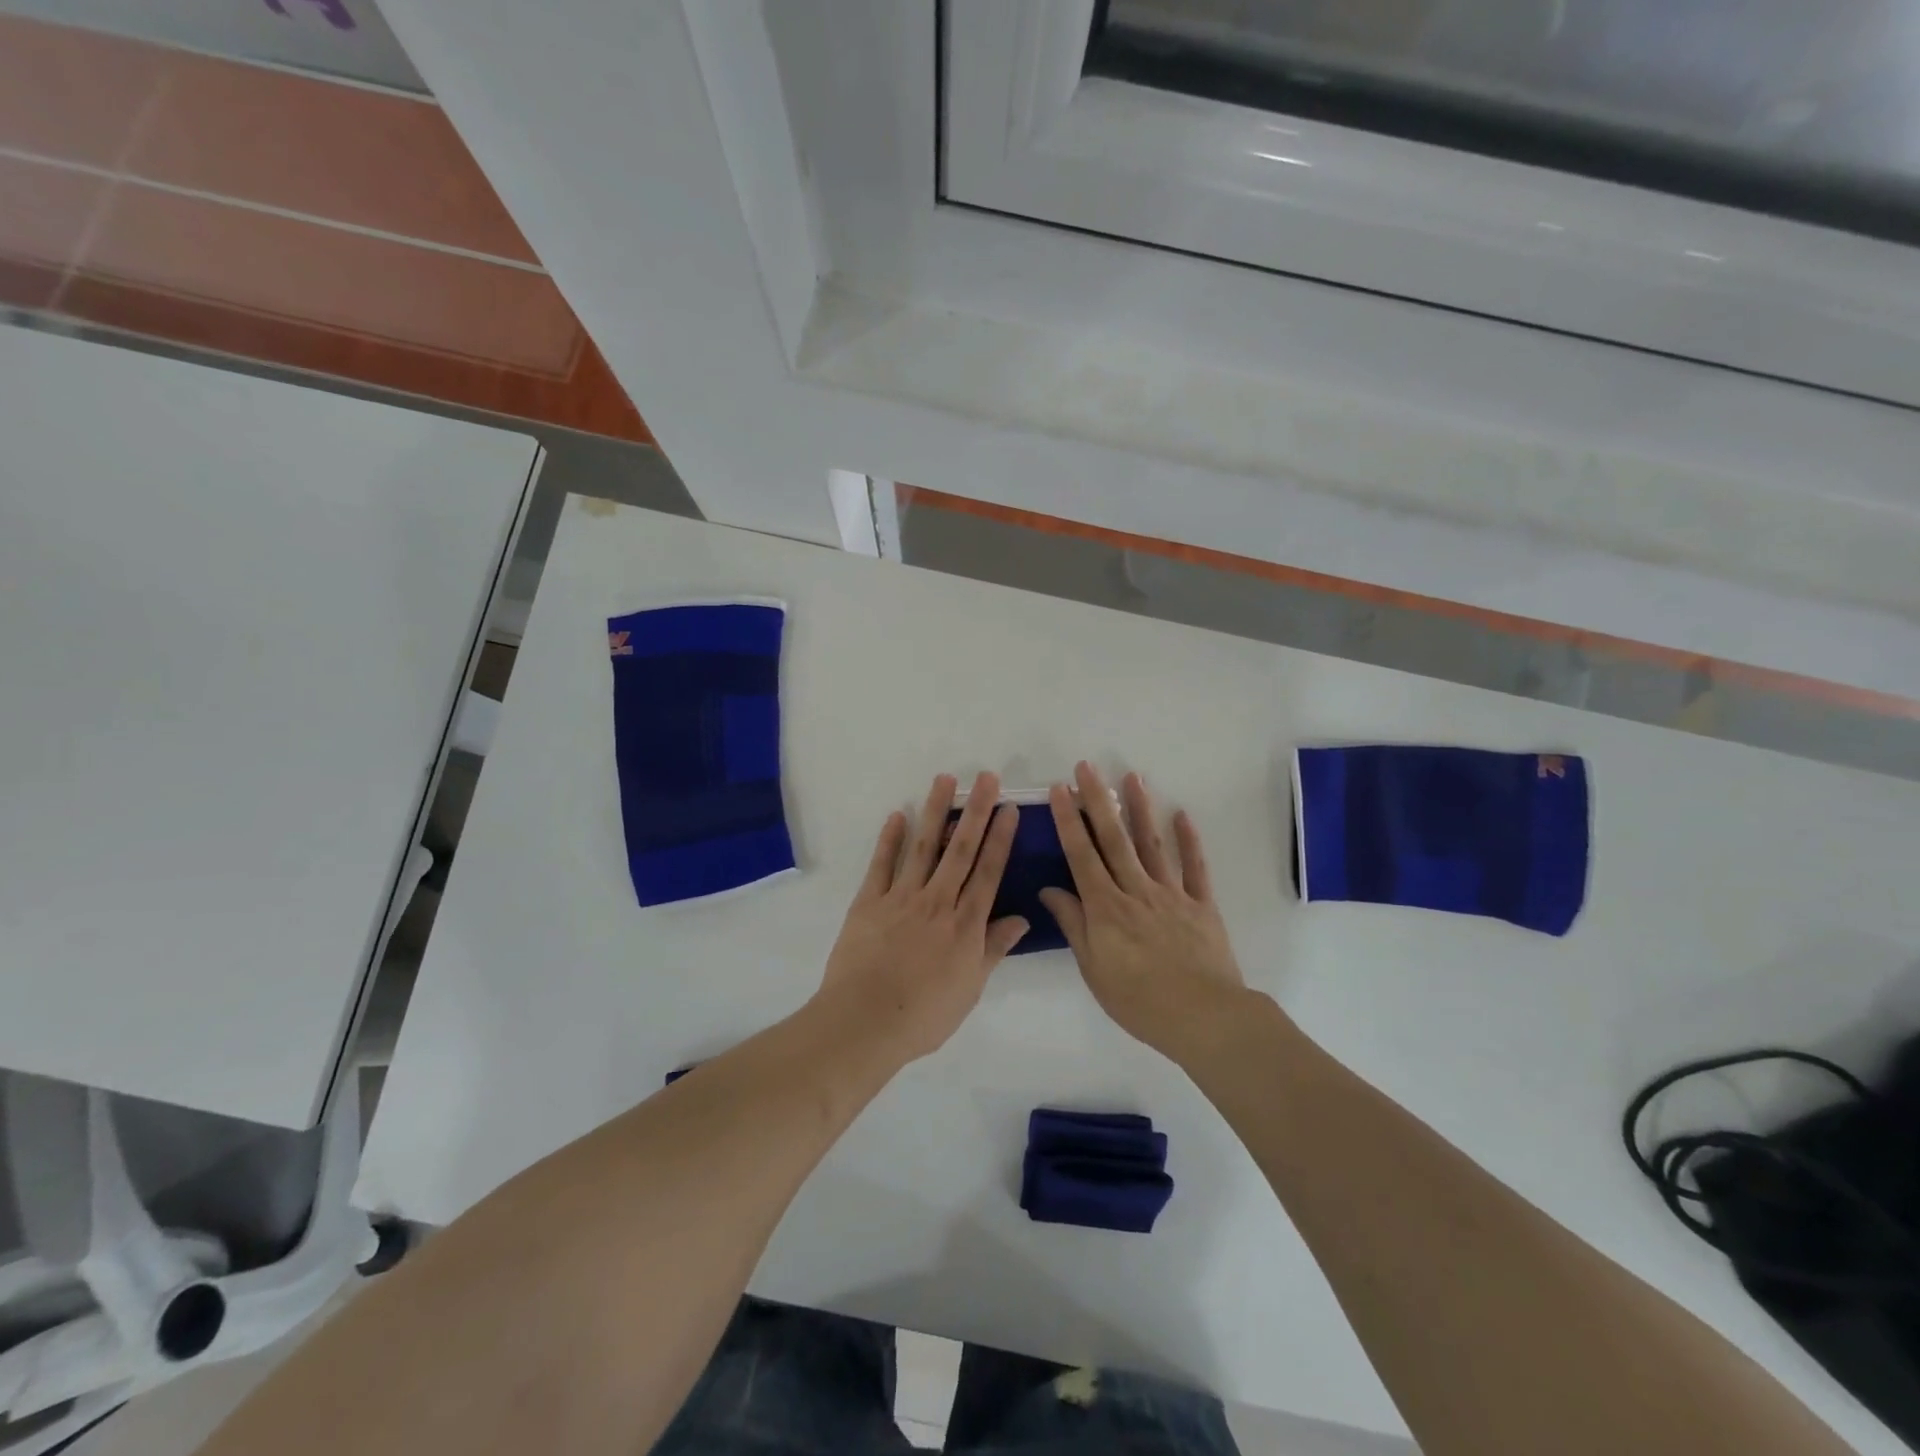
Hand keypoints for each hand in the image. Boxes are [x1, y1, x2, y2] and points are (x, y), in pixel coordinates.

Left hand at [816, 772, 1028, 1061]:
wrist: (865, 1021)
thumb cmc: (924, 1015)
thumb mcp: (970, 988)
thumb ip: (993, 948)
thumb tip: (1020, 919)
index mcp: (965, 924)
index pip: (989, 872)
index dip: (1001, 838)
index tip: (1009, 808)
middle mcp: (937, 901)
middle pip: (961, 849)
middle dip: (976, 811)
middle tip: (986, 777)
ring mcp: (901, 897)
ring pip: (924, 846)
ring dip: (935, 811)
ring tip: (945, 780)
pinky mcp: (869, 902)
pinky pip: (882, 864)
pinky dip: (890, 838)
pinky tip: (897, 815)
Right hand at [1039, 763, 1247, 1063]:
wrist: (1204, 1017)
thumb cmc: (1139, 1000)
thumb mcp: (1094, 969)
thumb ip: (1074, 925)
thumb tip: (1050, 890)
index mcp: (1106, 908)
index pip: (1081, 855)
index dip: (1068, 821)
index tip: (1059, 790)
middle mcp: (1136, 890)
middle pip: (1114, 839)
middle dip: (1098, 800)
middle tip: (1087, 767)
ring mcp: (1172, 894)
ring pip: (1152, 844)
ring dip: (1140, 809)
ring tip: (1132, 777)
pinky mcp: (1201, 905)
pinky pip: (1195, 867)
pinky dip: (1189, 841)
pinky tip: (1182, 815)